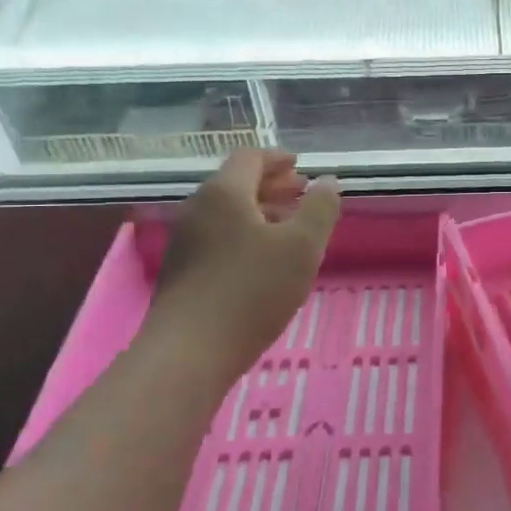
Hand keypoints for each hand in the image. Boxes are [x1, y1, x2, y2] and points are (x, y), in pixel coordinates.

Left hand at [145, 149, 341, 378]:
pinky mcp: (182, 271)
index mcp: (225, 193)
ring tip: (289, 228)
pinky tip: (264, 261)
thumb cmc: (252, 291)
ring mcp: (185, 241)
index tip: (300, 166)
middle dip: (271, 185)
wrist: (189, 352)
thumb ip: (320, 209)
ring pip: (227, 213)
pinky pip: (218, 237)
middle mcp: (198, 209)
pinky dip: (245, 234)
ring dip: (259, 211)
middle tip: (301, 192)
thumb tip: (328, 181)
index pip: (250, 158)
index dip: (278, 159)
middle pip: (236, 184)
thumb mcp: (302, 247)